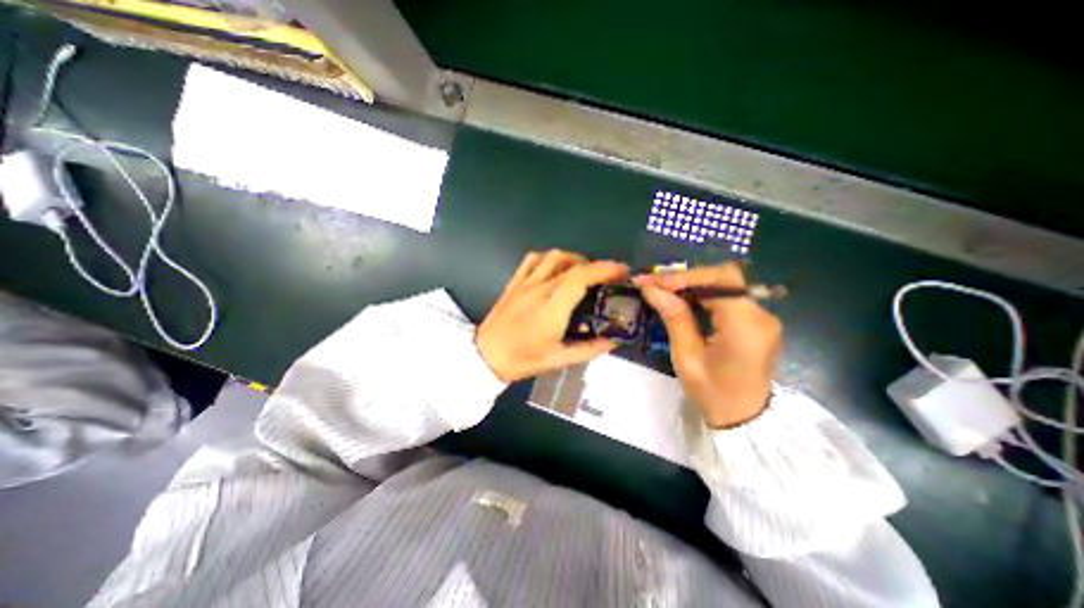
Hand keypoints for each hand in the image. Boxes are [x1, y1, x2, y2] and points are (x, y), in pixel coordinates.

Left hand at [475, 250, 628, 381]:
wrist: (485, 355)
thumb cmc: (522, 360)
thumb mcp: (559, 360)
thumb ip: (589, 349)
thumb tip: (613, 341)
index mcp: (552, 309)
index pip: (581, 277)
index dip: (605, 269)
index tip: (622, 272)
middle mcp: (539, 290)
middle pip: (572, 264)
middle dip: (596, 265)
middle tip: (607, 277)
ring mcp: (525, 283)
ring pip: (554, 256)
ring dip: (575, 259)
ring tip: (584, 272)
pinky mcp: (515, 281)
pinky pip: (533, 259)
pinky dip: (551, 258)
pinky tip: (556, 268)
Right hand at [633, 263, 784, 428]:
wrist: (743, 418)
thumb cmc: (712, 393)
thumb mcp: (687, 357)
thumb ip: (674, 318)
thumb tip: (651, 288)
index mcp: (746, 327)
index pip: (722, 280)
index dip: (687, 276)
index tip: (655, 282)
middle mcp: (761, 315)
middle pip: (724, 278)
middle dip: (685, 278)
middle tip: (653, 283)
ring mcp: (762, 316)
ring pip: (724, 284)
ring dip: (691, 284)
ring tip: (660, 289)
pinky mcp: (755, 320)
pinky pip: (726, 296)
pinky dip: (701, 294)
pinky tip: (680, 299)